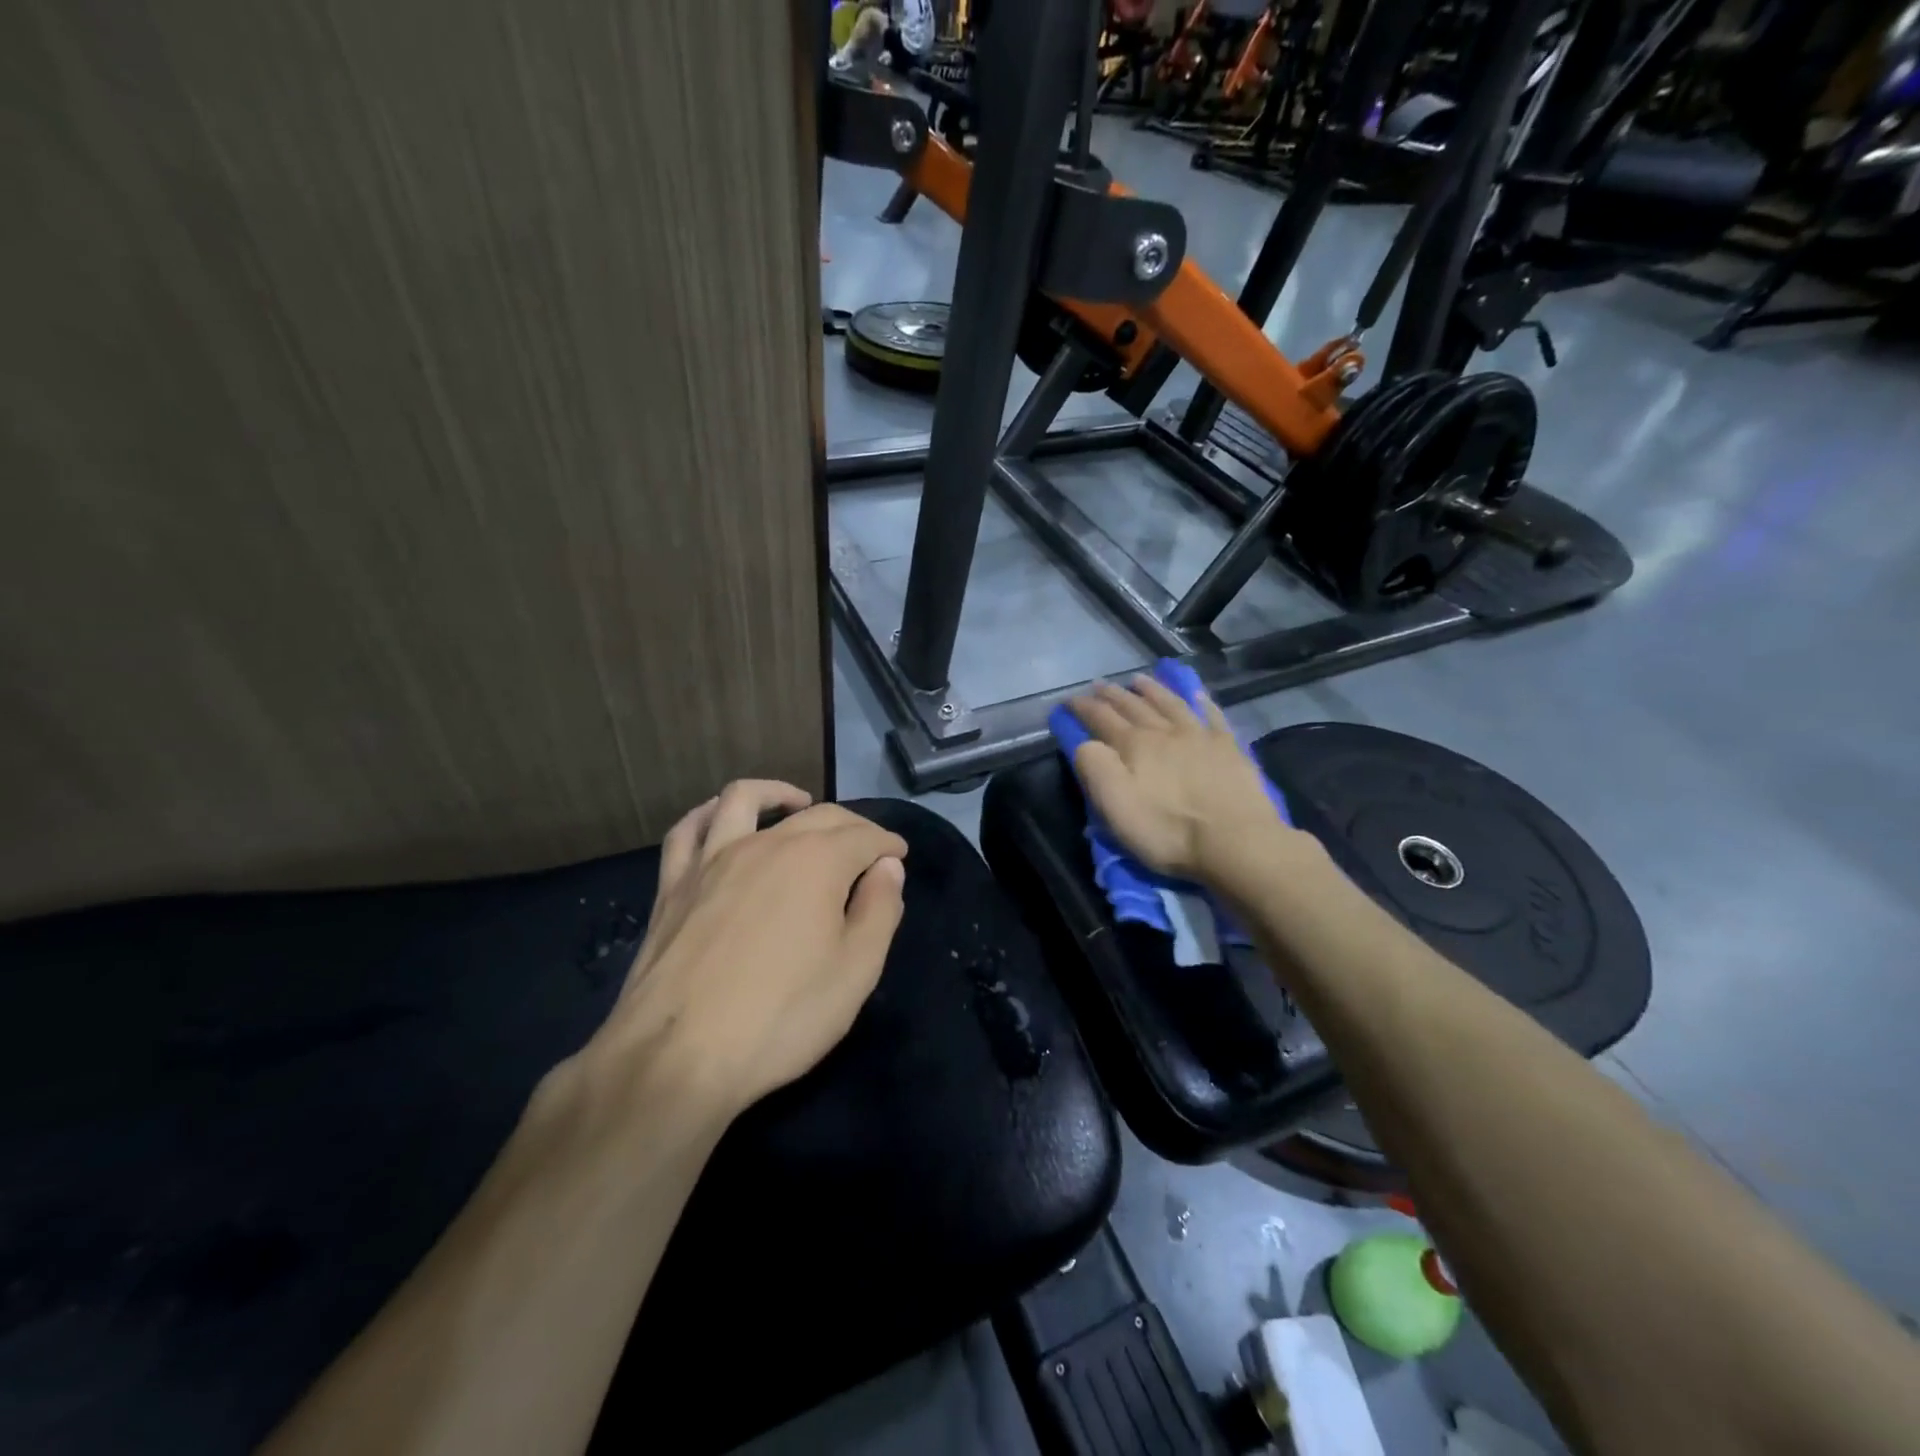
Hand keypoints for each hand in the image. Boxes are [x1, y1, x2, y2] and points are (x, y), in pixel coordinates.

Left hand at [585, 781, 908, 1118]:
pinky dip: (709, 814)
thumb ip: (880, 909)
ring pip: (745, 799)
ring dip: (778, 794)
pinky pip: (688, 830)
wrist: (678, 1057)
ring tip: (797, 804)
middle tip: (867, 847)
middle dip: (851, 825)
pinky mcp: (673, 884)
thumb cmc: (781, 1016)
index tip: (899, 857)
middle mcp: (766, 844)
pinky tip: (719, 819)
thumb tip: (888, 868)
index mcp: (816, 861)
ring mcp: (713, 859)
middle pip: (817, 815)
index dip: (887, 844)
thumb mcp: (856, 971)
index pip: (864, 837)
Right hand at [1066, 677, 1287, 884]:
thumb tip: (1085, 742)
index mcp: (1134, 745)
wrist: (1236, 842)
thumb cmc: (1168, 830)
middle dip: (1113, 695)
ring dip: (1152, 690)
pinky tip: (1196, 693)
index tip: (1069, 701)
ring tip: (1139, 680)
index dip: (1083, 708)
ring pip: (1170, 703)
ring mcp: (1200, 736)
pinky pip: (1212, 715)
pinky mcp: (1229, 748)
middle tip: (1099, 685)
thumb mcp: (1115, 806)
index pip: (1101, 718)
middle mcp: (1165, 731)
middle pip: (1134, 706)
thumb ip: (1094, 767)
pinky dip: (1200, 701)